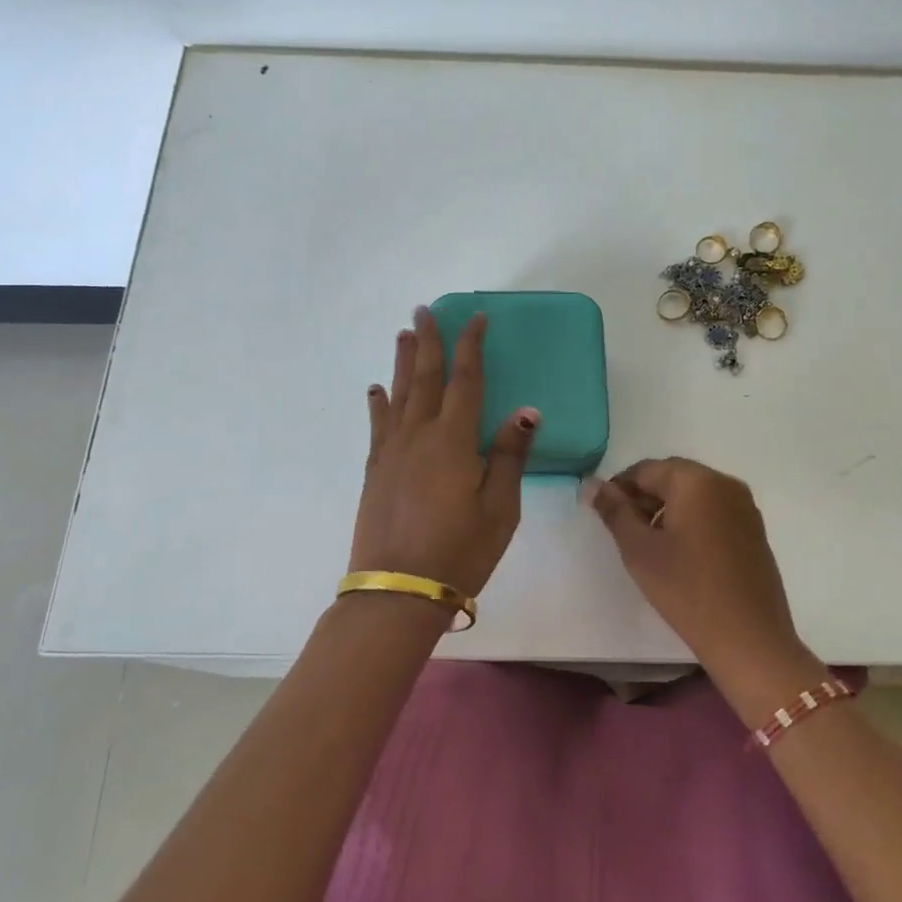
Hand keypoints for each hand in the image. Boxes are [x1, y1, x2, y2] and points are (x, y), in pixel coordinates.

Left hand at [350, 307, 537, 599]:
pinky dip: (378, 403)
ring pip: (398, 395)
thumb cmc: (460, 550)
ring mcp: (391, 453)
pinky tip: (376, 391)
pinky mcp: (374, 472)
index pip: (465, 380)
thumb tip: (526, 411)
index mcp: (453, 440)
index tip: (475, 317)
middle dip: (428, 341)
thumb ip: (510, 456)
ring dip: (403, 363)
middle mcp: (418, 436)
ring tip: (403, 335)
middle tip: (425, 310)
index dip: (470, 346)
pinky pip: (377, 426)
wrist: (398, 591)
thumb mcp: (500, 508)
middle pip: (425, 378)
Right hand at [588, 458, 809, 681]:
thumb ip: (614, 510)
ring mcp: (745, 507)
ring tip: (649, 545)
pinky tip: (680, 554)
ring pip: (694, 495)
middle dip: (644, 498)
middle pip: (672, 478)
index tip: (604, 515)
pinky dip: (691, 522)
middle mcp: (725, 483)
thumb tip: (591, 484)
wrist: (748, 638)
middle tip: (624, 531)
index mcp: (696, 480)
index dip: (619, 488)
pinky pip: (713, 513)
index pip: (646, 469)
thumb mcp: (639, 549)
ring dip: (667, 510)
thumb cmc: (686, 588)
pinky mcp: (754, 531)